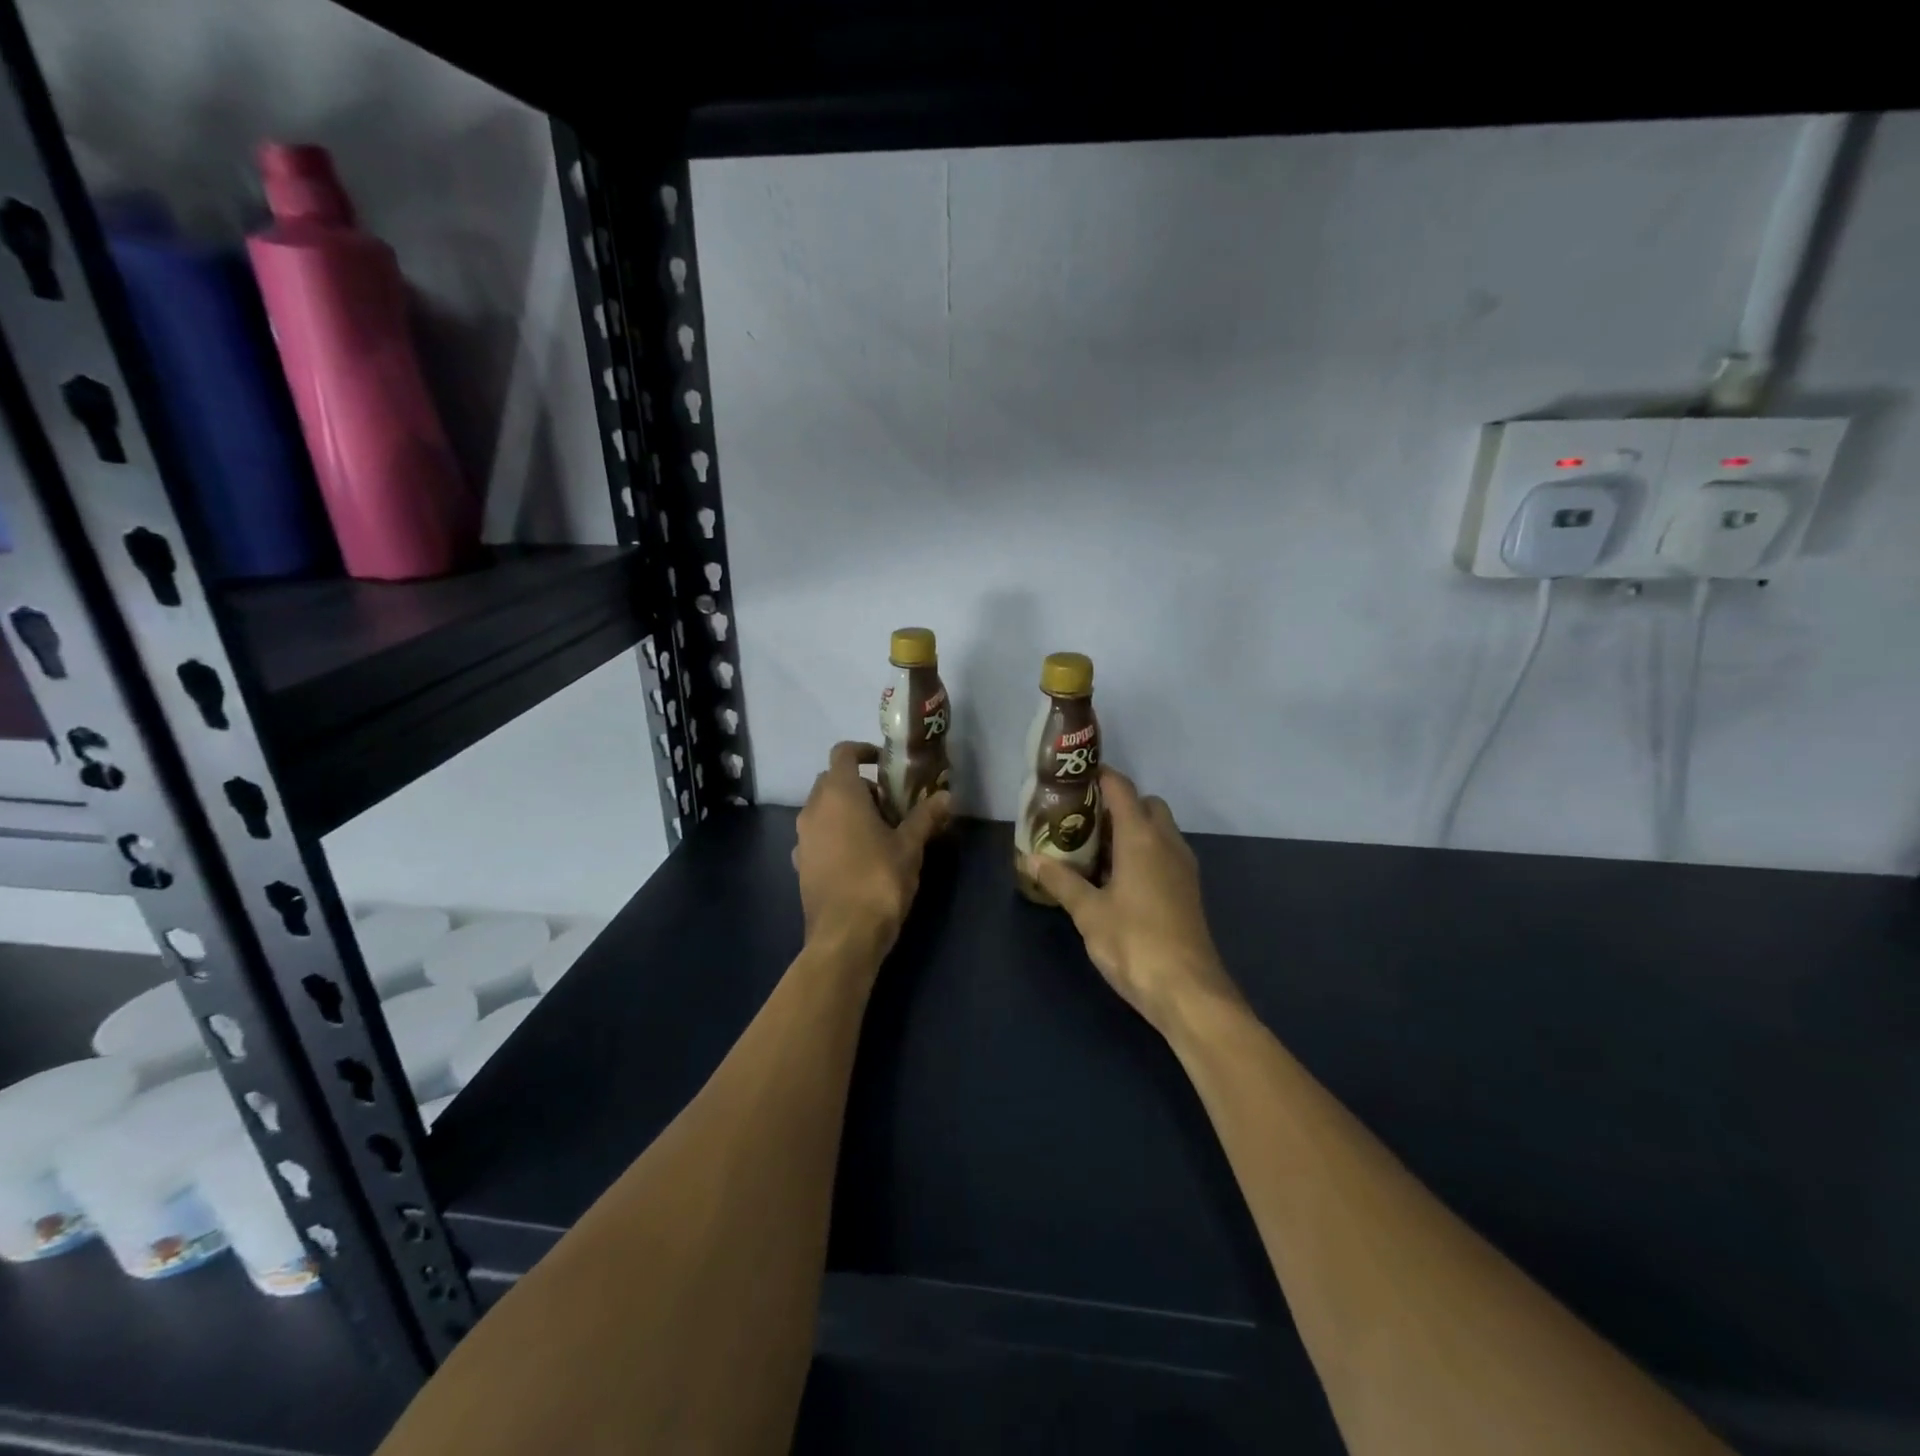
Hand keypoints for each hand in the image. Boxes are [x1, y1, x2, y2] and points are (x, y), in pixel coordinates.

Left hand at [794, 741, 951, 954]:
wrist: (844, 935)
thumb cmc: (879, 879)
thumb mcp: (910, 846)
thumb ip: (926, 816)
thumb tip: (947, 795)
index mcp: (839, 793)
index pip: (843, 753)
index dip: (864, 751)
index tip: (885, 763)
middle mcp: (813, 808)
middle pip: (832, 780)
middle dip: (861, 785)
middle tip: (891, 805)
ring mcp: (802, 837)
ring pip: (823, 808)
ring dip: (847, 811)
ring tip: (879, 832)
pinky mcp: (800, 863)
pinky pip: (818, 835)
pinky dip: (835, 834)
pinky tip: (858, 857)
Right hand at [1027, 767, 1241, 1032]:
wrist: (1188, 991)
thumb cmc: (1134, 943)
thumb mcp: (1088, 912)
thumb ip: (1060, 881)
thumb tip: (1029, 858)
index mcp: (1141, 838)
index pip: (1122, 789)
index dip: (1099, 776)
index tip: (1072, 778)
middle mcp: (1167, 843)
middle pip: (1145, 804)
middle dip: (1117, 804)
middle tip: (1082, 820)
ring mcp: (1182, 866)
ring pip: (1158, 829)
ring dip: (1131, 829)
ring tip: (1093, 848)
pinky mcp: (1187, 889)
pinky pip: (1164, 852)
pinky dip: (1142, 851)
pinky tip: (1116, 878)